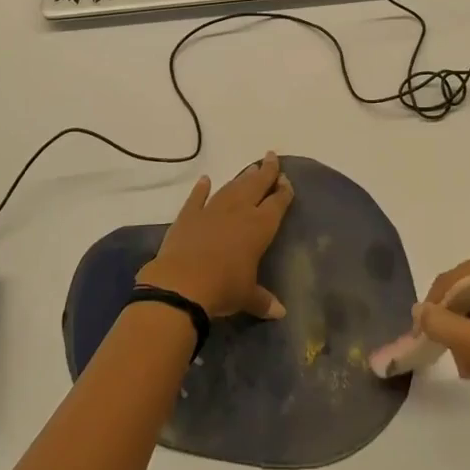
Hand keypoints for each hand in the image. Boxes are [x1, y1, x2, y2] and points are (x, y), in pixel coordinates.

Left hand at [136, 152, 293, 319]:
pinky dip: (201, 189)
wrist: (182, 283)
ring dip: (241, 178)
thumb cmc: (223, 288)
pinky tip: (205, 180)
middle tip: (271, 157)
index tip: (286, 180)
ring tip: (250, 168)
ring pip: (231, 188)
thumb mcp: (247, 296)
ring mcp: (212, 210)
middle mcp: (238, 212)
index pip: (276, 204)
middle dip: (265, 171)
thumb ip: (263, 300)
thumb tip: (280, 313)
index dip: (283, 192)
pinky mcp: (188, 215)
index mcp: (259, 227)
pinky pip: (197, 198)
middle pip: (255, 186)